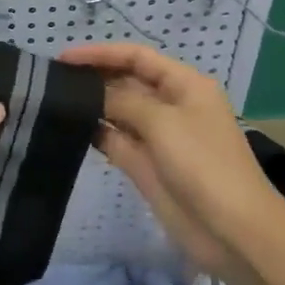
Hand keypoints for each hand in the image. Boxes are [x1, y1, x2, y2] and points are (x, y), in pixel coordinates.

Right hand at [59, 43, 284, 284]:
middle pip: (126, 81)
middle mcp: (171, 105)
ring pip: (118, 111)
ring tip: (53, 100)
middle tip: (52, 79)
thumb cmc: (204, 165)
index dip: (102, 53)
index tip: (64, 58)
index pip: (137, 57)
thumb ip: (121, 101)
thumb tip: (90, 93)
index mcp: (185, 85)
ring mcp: (157, 136)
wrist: (232, 232)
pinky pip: (115, 140)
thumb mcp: (163, 123)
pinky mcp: (145, 164)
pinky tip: (68, 128)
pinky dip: (95, 132)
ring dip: (91, 105)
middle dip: (94, 77)